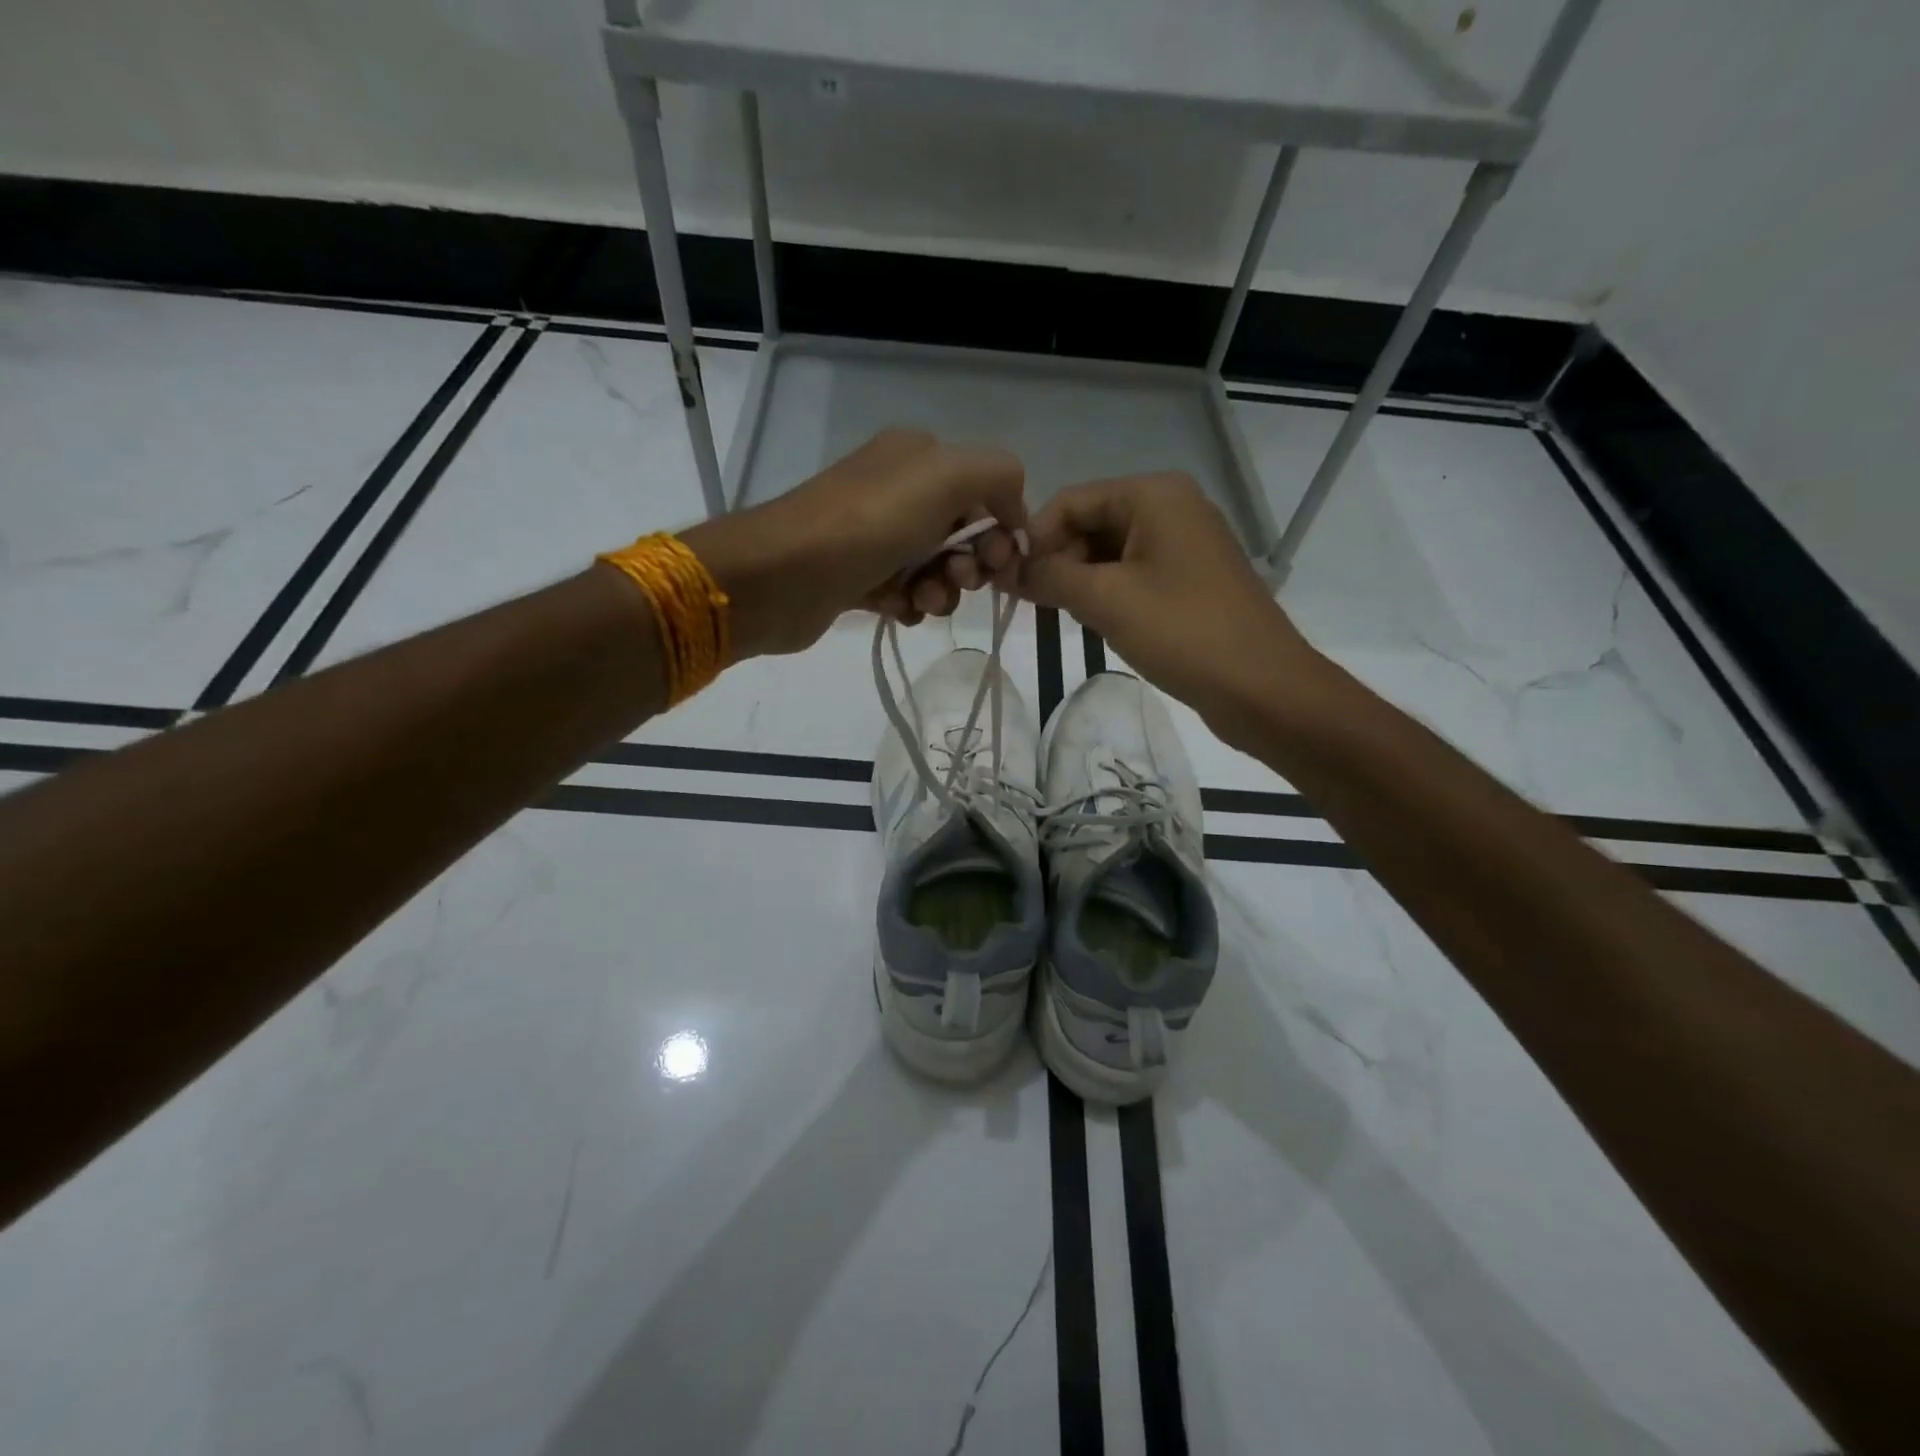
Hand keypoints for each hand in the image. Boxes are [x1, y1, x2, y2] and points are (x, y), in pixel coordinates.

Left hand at [683, 430, 1026, 656]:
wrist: (783, 575)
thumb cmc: (870, 523)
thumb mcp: (947, 476)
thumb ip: (999, 475)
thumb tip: (1011, 512)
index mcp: (918, 457)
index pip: (984, 491)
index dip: (1000, 528)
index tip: (999, 562)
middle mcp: (897, 491)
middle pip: (962, 534)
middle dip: (971, 565)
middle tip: (958, 582)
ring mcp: (874, 536)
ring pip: (935, 570)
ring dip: (941, 591)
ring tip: (921, 602)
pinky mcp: (857, 578)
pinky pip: (904, 593)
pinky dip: (909, 605)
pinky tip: (897, 610)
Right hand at [1019, 472, 1322, 734]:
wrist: (1263, 687)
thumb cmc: (1183, 632)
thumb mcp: (1106, 600)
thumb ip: (1049, 578)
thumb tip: (1005, 569)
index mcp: (1154, 495)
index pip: (1071, 501)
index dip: (1035, 538)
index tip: (1008, 581)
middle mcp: (1171, 507)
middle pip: (1091, 523)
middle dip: (1058, 561)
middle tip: (1034, 605)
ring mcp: (1184, 544)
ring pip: (1110, 552)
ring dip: (1080, 581)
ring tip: (1062, 617)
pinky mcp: (1190, 579)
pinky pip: (1134, 574)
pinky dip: (1107, 593)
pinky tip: (1095, 622)